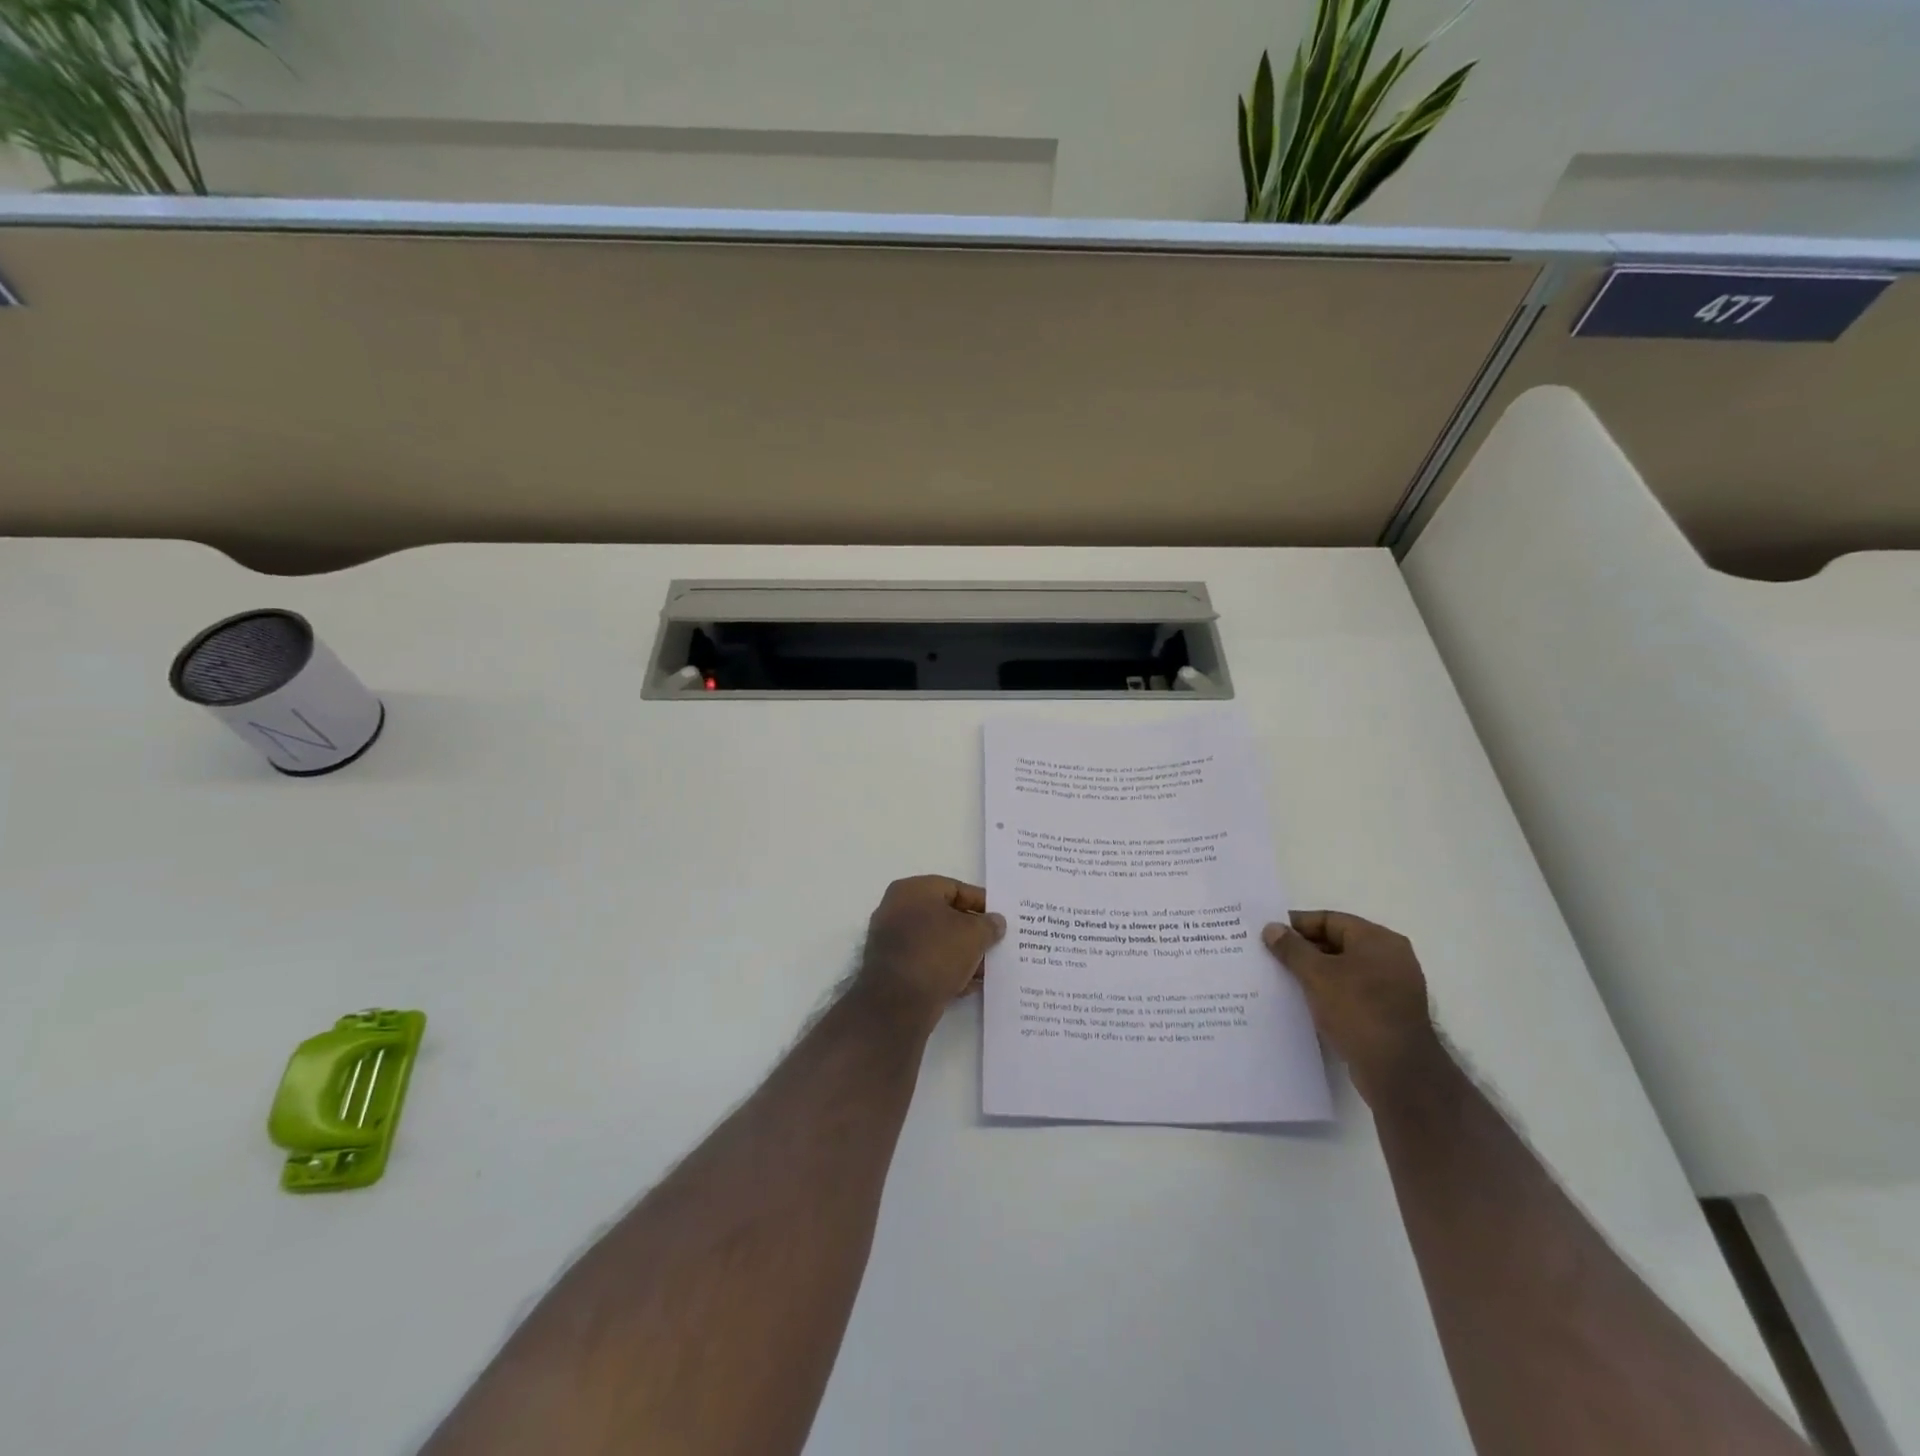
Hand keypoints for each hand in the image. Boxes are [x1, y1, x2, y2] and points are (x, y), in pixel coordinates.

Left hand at [855, 877, 1005, 1031]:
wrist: (897, 1003)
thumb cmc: (936, 953)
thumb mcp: (973, 934)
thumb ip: (989, 925)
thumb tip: (995, 922)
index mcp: (912, 890)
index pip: (954, 888)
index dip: (981, 902)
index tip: (1000, 918)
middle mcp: (897, 910)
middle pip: (945, 916)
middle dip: (973, 932)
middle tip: (996, 943)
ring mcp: (892, 941)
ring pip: (937, 942)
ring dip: (963, 954)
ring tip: (987, 969)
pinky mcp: (893, 970)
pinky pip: (926, 963)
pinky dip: (947, 970)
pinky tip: (969, 985)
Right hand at [1262, 910, 1444, 1105]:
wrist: (1398, 1072)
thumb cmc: (1358, 1010)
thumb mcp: (1317, 974)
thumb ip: (1291, 948)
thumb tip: (1272, 928)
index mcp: (1378, 940)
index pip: (1329, 920)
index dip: (1296, 924)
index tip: (1268, 934)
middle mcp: (1389, 957)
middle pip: (1336, 942)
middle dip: (1302, 949)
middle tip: (1269, 955)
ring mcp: (1391, 987)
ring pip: (1342, 969)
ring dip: (1313, 972)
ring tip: (1280, 978)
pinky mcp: (1387, 1013)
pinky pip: (1350, 992)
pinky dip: (1327, 992)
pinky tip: (1303, 1001)